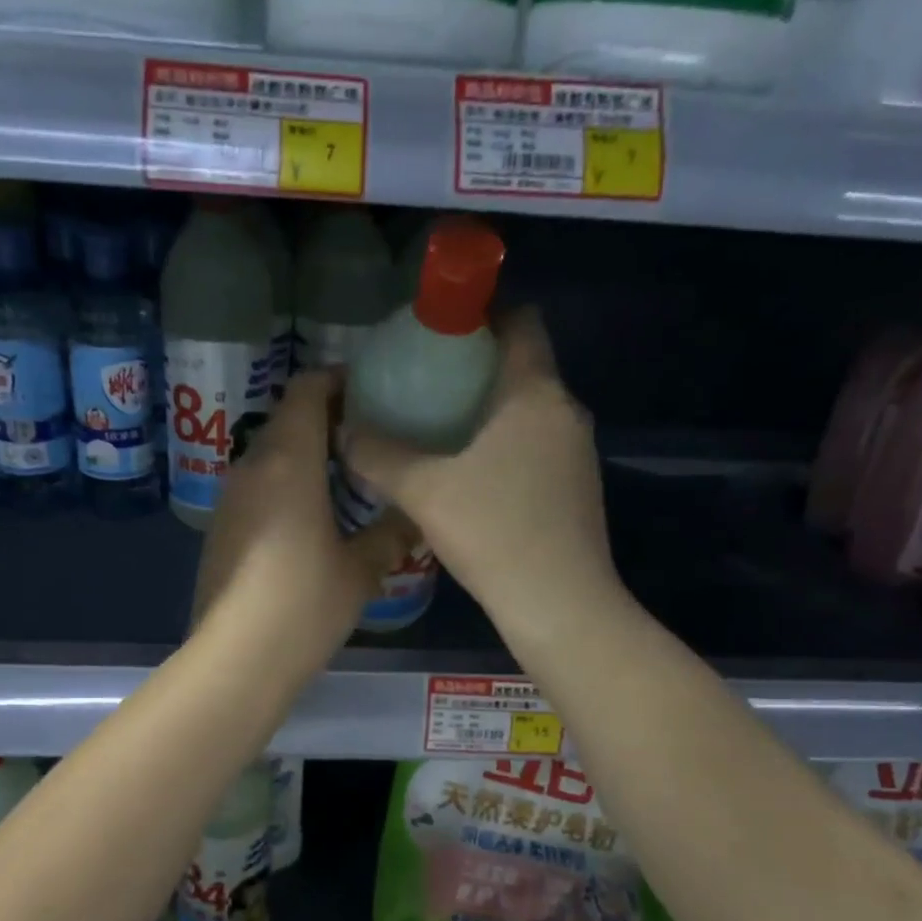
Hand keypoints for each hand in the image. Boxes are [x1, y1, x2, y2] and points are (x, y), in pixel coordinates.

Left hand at [193, 370, 412, 671]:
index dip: (337, 381)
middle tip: (371, 437)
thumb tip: (415, 517)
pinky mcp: (222, 527)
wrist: (236, 657)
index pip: (306, 391)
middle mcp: (252, 467)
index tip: (371, 392)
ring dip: (306, 453)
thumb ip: (391, 533)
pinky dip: (287, 483)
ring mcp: (231, 497)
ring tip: (348, 476)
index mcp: (288, 461)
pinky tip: (314, 516)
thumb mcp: (361, 569)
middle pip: (288, 419)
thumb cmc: (304, 603)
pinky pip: (258, 485)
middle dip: (328, 418)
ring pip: (271, 453)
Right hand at [341, 306, 616, 635]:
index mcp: (536, 393)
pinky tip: (469, 478)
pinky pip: (536, 446)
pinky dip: (504, 445)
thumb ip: (378, 454)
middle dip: (474, 367)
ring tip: (438, 430)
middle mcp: (566, 412)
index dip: (483, 313)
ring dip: (488, 411)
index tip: (439, 332)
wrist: (560, 606)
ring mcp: (578, 453)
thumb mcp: (423, 490)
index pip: (522, 321)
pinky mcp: (577, 489)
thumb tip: (343, 430)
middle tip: (423, 384)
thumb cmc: (494, 532)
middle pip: (522, 366)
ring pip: (529, 410)